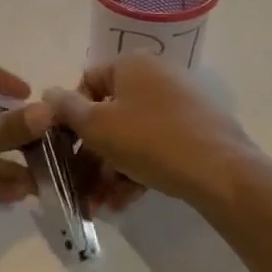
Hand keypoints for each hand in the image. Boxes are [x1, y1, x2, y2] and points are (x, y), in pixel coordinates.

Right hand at [44, 56, 258, 216]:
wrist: (221, 171)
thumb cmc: (150, 139)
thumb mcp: (97, 125)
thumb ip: (66, 108)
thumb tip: (49, 93)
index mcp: (131, 64)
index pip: (87, 83)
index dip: (70, 116)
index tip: (64, 148)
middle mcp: (155, 76)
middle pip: (109, 115)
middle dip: (90, 156)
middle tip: (79, 188)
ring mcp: (179, 104)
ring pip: (130, 136)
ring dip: (109, 171)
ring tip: (100, 206)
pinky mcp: (194, 131)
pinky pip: (154, 147)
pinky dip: (136, 171)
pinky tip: (124, 203)